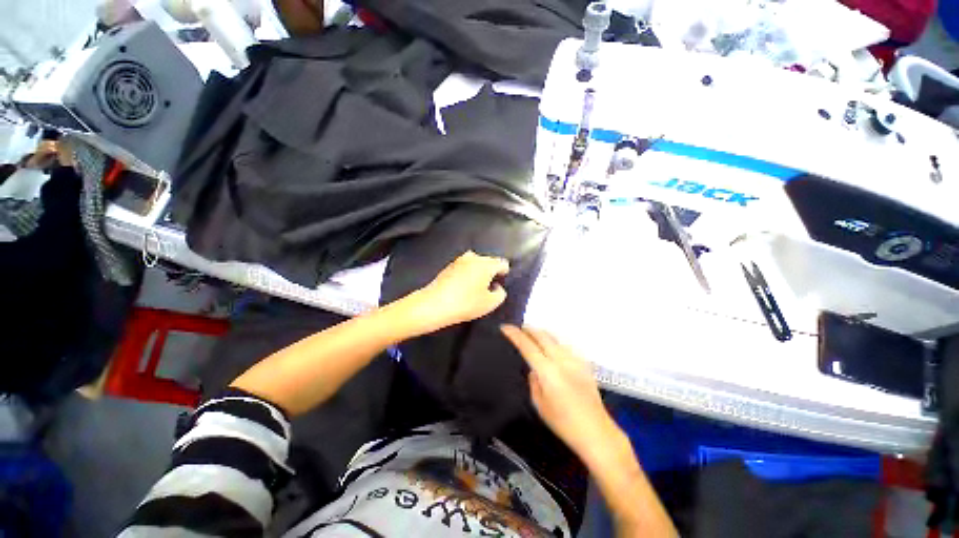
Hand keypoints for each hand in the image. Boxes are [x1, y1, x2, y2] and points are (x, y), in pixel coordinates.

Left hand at [401, 251, 509, 335]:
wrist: (434, 304)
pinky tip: (463, 287)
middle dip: (491, 272)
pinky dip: (467, 274)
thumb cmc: (466, 304)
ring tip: (476, 287)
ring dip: (479, 272)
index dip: (505, 273)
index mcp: (486, 264)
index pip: (502, 263)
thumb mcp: (490, 304)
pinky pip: (464, 267)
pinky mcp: (449, 266)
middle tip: (490, 288)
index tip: (502, 283)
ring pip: (476, 263)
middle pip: (489, 261)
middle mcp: (474, 257)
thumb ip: (500, 294)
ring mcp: (459, 260)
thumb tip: (497, 287)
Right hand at [501, 325, 621, 463]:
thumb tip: (534, 369)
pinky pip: (565, 346)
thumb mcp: (540, 405)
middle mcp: (561, 359)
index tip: (505, 327)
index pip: (527, 345)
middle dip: (529, 329)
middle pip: (542, 335)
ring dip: (542, 333)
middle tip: (520, 328)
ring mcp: (574, 360)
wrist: (596, 431)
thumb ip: (533, 382)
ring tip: (534, 335)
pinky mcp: (584, 364)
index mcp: (547, 370)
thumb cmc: (564, 423)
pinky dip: (555, 342)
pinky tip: (553, 347)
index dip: (515, 334)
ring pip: (555, 338)